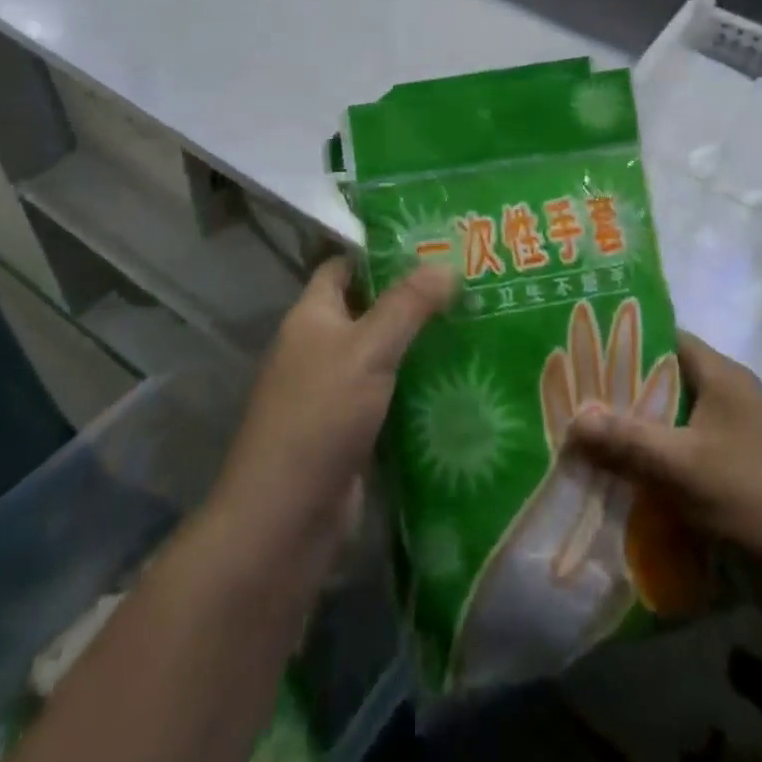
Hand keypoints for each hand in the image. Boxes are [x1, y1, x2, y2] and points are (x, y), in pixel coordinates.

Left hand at [209, 258, 453, 560]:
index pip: (345, 266)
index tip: (432, 242)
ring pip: (384, 352)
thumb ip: (406, 305)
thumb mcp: (367, 350)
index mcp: (312, 316)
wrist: (284, 519)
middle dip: (414, 296)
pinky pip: (390, 392)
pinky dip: (418, 384)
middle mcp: (321, 346)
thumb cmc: (319, 417)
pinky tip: (461, 376)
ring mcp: (336, 390)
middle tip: (468, 281)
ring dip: (421, 342)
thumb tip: (445, 263)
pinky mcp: (353, 428)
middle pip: (370, 308)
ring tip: (476, 320)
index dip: (382, 251)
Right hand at [566, 332, 761, 598]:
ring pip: (669, 425)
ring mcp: (731, 440)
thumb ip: (626, 440)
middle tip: (570, 398)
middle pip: (662, 383)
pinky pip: (680, 459)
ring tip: (582, 439)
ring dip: (633, 435)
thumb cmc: (753, 499)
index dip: (623, 340)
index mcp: (722, 377)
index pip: (665, 338)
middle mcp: (726, 399)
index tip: (580, 349)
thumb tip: (573, 419)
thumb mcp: (682, 466)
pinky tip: (616, 479)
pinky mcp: (731, 477)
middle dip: (619, 394)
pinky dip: (652, 466)